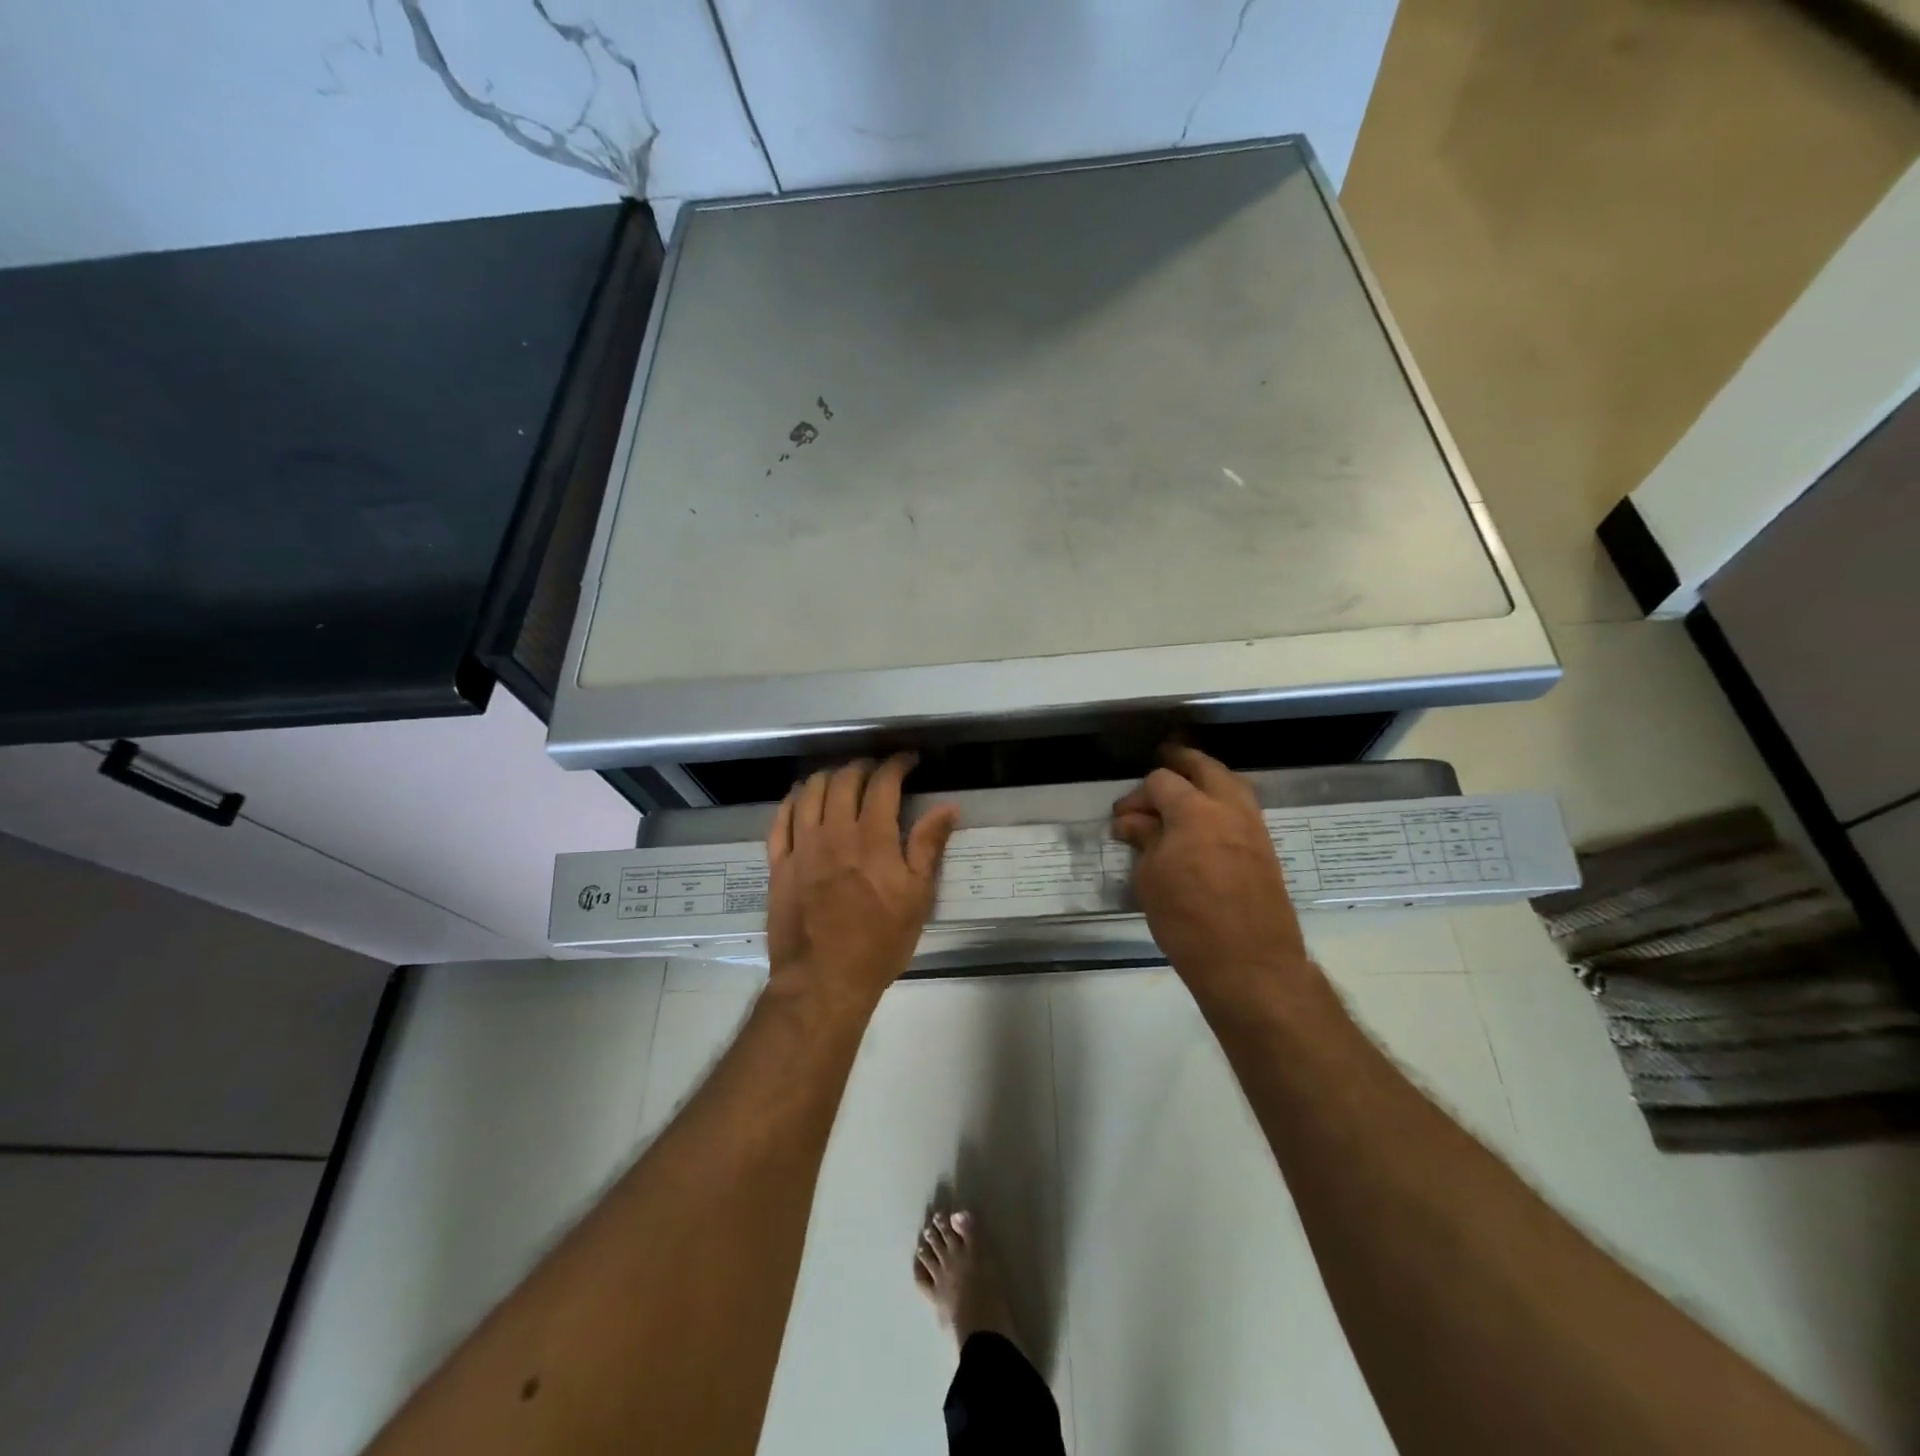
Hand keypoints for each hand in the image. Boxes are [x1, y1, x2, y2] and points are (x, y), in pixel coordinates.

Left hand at [765, 755, 959, 1012]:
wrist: (824, 980)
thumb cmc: (879, 942)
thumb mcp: (917, 897)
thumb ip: (928, 846)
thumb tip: (947, 807)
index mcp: (872, 839)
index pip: (883, 783)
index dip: (896, 764)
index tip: (907, 760)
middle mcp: (834, 832)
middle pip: (843, 780)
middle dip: (863, 766)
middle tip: (876, 770)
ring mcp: (802, 847)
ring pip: (809, 792)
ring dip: (827, 776)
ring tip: (840, 778)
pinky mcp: (779, 864)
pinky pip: (780, 819)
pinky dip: (792, 800)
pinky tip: (801, 797)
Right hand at [1111, 746, 1311, 1000]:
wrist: (1250, 964)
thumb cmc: (1187, 920)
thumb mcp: (1150, 879)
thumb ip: (1144, 840)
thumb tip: (1133, 821)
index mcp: (1195, 810)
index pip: (1161, 781)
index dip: (1136, 796)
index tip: (1121, 820)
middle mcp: (1229, 808)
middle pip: (1205, 768)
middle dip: (1180, 763)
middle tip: (1159, 765)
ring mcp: (1253, 827)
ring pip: (1231, 784)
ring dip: (1205, 781)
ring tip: (1182, 792)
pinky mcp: (1265, 849)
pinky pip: (1241, 809)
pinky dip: (1221, 803)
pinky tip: (1203, 823)